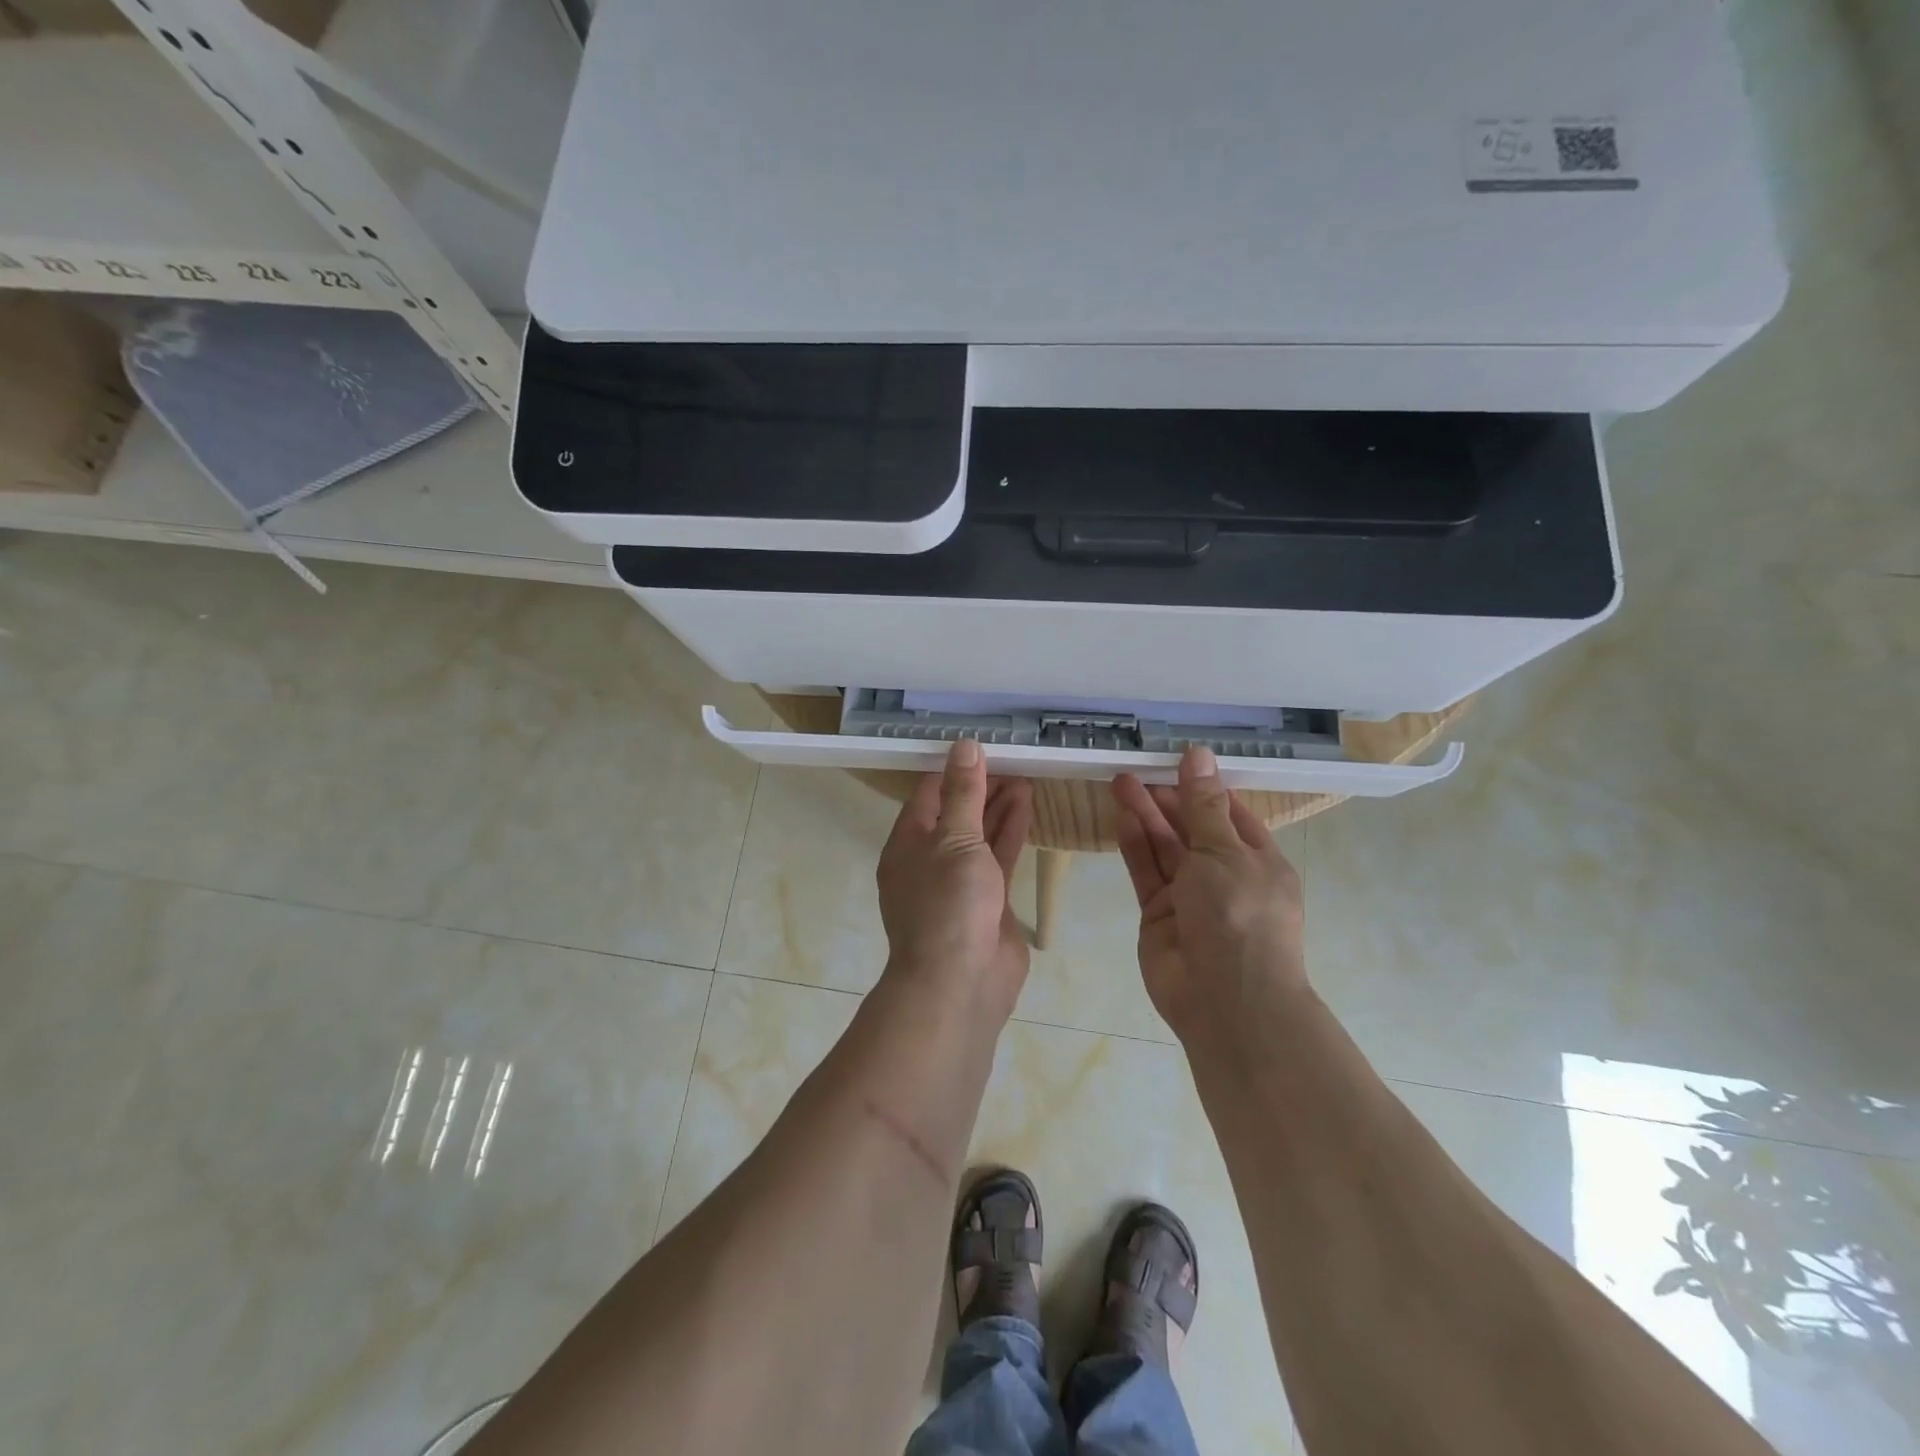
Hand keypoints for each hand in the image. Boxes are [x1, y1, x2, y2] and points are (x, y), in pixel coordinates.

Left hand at [877, 741, 1033, 1021]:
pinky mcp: (988, 900)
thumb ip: (964, 794)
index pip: (928, 795)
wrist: (962, 982)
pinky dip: (1012, 831)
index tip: (981, 746)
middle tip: (1012, 758)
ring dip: (999, 806)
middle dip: (981, 787)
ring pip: (980, 834)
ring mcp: (959, 882)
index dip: (953, 769)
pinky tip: (1028, 805)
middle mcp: (930, 860)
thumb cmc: (948, 904)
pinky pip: (999, 857)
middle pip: (956, 813)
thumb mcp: (955, 839)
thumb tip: (964, 746)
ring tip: (1025, 774)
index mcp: (907, 844)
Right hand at [1112, 746, 1307, 1038]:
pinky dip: (1135, 846)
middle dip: (1167, 799)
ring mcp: (1190, 896)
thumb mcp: (1224, 851)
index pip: (1229, 813)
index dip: (1202, 787)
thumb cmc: (1239, 916)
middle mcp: (1224, 875)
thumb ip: (1203, 805)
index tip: (1174, 761)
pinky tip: (1121, 817)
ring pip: (1165, 848)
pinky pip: (1146, 872)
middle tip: (1136, 770)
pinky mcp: (1158, 913)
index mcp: (1257, 860)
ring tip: (1121, 782)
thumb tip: (1198, 754)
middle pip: (1192, 828)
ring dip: (1146, 816)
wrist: (1225, 1000)